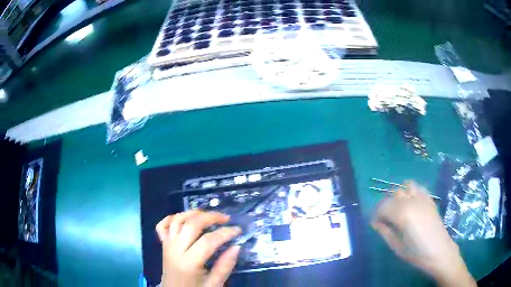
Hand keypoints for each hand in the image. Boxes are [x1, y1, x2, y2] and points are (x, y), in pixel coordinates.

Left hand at [156, 210, 241, 286]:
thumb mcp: (214, 284)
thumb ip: (225, 267)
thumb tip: (236, 247)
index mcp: (188, 263)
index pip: (208, 241)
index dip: (225, 233)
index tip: (238, 230)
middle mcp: (175, 250)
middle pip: (191, 225)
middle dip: (210, 217)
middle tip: (225, 219)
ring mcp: (167, 245)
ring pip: (177, 220)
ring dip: (193, 213)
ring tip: (208, 214)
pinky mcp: (163, 244)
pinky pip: (162, 225)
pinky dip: (172, 217)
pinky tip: (185, 218)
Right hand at [371, 181, 475, 286]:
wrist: (439, 251)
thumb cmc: (416, 253)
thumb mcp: (397, 247)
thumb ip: (385, 232)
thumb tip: (375, 223)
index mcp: (403, 214)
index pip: (383, 206)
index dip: (376, 214)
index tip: (375, 224)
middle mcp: (412, 201)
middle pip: (392, 195)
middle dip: (385, 206)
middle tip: (384, 219)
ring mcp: (422, 198)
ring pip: (405, 187)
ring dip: (398, 196)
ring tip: (398, 208)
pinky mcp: (429, 199)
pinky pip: (417, 188)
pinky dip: (410, 191)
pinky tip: (410, 203)